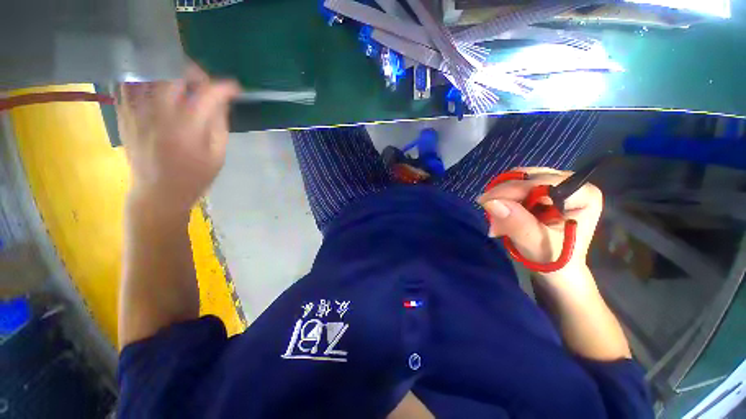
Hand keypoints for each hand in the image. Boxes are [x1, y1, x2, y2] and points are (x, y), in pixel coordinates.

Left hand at [117, 64, 240, 216]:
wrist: (157, 193)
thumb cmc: (194, 178)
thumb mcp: (217, 156)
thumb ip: (219, 125)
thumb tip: (220, 101)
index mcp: (187, 128)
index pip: (208, 94)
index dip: (224, 87)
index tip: (234, 89)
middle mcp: (159, 113)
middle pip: (176, 74)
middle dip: (196, 73)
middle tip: (207, 84)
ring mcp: (138, 111)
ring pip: (151, 73)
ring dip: (172, 73)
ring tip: (184, 84)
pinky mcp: (125, 114)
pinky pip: (132, 84)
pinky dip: (148, 79)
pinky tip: (158, 87)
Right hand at [478, 167, 602, 280]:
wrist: (557, 270)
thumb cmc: (553, 260)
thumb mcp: (535, 245)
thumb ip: (516, 223)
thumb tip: (489, 202)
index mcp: (583, 194)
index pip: (542, 182)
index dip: (512, 190)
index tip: (486, 202)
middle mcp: (572, 183)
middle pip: (529, 177)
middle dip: (504, 194)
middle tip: (487, 212)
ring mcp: (558, 185)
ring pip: (519, 180)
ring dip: (501, 196)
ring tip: (493, 216)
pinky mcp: (544, 190)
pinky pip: (516, 185)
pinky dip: (503, 198)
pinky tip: (499, 212)